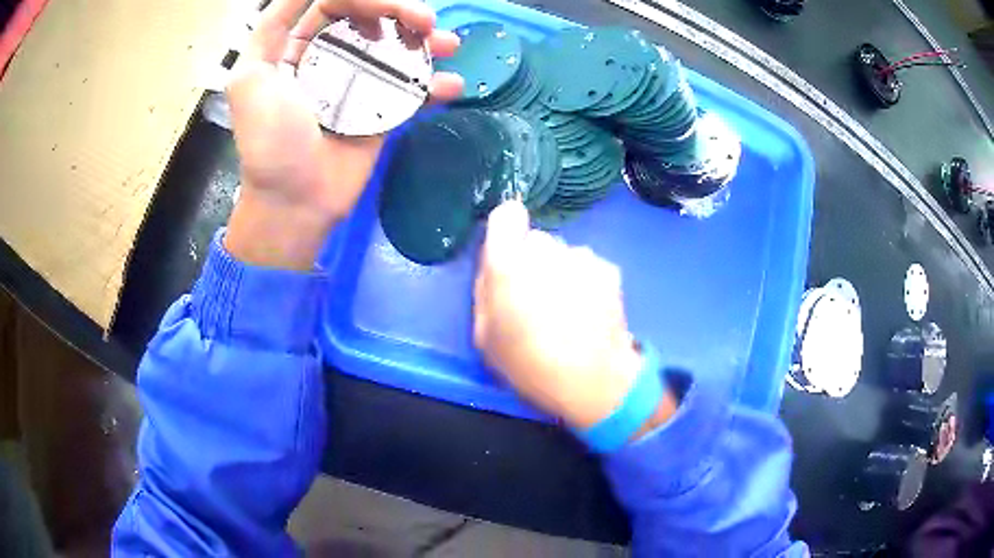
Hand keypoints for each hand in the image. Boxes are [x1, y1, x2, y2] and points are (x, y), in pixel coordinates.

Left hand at [224, 0, 462, 268]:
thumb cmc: (269, 142)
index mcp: (297, 47)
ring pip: (397, 48)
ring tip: (447, 44)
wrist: (295, 202)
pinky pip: (411, 89)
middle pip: (371, 18)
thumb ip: (270, 30)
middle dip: (402, 12)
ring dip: (426, 41)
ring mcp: (359, 84)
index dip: (363, 0)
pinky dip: (434, 84)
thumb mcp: (250, 79)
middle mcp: (330, 58)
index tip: (386, 8)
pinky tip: (450, 85)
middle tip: (426, 22)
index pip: (334, 6)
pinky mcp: (381, 111)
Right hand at [473, 201, 675, 431]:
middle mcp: (546, 250)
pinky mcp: (609, 269)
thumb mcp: (484, 337)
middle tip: (537, 298)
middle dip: (533, 261)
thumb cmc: (529, 365)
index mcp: (508, 264)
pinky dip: (587, 281)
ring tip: (567, 311)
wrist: (593, 382)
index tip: (509, 252)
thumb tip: (493, 267)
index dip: (507, 229)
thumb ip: (485, 291)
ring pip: (564, 254)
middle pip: (536, 240)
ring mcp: (582, 257)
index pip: (506, 215)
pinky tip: (589, 312)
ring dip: (562, 271)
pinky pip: (588, 266)